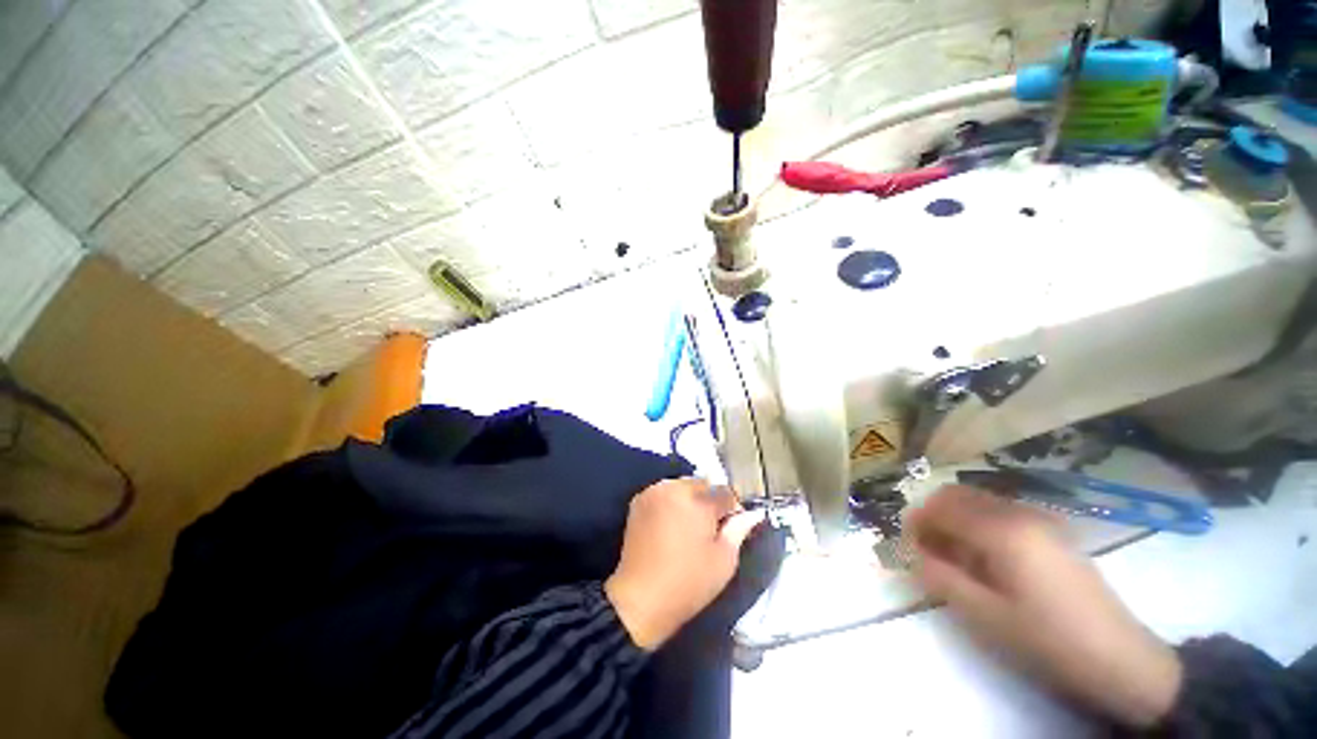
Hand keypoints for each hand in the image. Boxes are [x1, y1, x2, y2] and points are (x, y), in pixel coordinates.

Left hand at [604, 478, 763, 649]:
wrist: (640, 599)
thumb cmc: (688, 583)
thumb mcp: (724, 561)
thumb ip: (740, 530)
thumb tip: (754, 514)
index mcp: (698, 502)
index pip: (725, 493)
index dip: (733, 509)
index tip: (732, 527)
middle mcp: (675, 488)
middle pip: (703, 485)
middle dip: (710, 501)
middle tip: (710, 529)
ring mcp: (654, 492)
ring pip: (682, 486)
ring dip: (691, 499)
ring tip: (689, 527)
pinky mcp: (639, 500)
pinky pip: (664, 492)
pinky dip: (672, 501)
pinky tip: (671, 524)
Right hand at [908, 485, 1181, 726]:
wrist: (1119, 657)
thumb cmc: (1047, 638)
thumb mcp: (984, 615)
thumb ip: (940, 576)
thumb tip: (912, 552)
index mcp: (1001, 530)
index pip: (941, 507)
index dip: (916, 521)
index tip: (906, 544)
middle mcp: (1018, 512)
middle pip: (957, 495)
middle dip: (933, 515)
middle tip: (926, 547)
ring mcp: (1039, 518)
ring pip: (978, 501)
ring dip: (955, 519)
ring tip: (953, 555)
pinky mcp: (1051, 530)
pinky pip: (1001, 512)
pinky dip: (979, 523)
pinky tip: (985, 557)